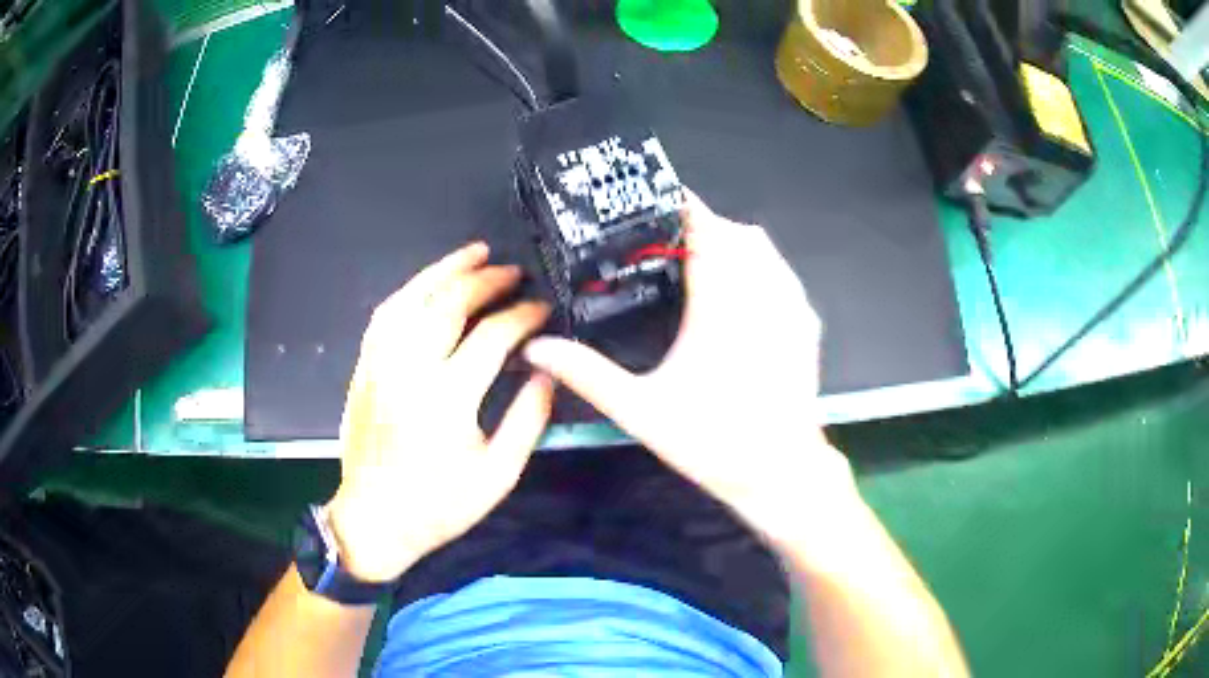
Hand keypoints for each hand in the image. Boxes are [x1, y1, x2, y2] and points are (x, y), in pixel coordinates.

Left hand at [327, 243, 553, 582]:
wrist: (374, 519)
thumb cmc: (439, 505)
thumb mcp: (498, 474)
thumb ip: (528, 419)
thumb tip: (548, 370)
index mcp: (447, 398)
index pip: (492, 336)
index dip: (522, 316)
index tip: (542, 309)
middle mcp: (409, 370)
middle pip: (448, 305)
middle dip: (485, 280)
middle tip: (513, 271)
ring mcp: (380, 365)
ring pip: (410, 299)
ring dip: (443, 271)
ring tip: (473, 254)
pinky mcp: (364, 368)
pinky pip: (384, 315)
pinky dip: (409, 291)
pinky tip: (428, 284)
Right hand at [524, 194, 857, 546]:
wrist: (781, 473)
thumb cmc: (712, 440)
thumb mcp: (641, 410)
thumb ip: (587, 374)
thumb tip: (537, 347)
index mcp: (722, 303)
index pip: (704, 229)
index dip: (681, 207)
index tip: (652, 202)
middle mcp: (762, 292)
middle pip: (735, 232)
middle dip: (702, 225)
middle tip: (665, 240)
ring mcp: (792, 306)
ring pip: (764, 248)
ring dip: (732, 242)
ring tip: (698, 261)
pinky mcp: (807, 323)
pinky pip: (783, 272)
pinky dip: (759, 264)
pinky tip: (738, 291)